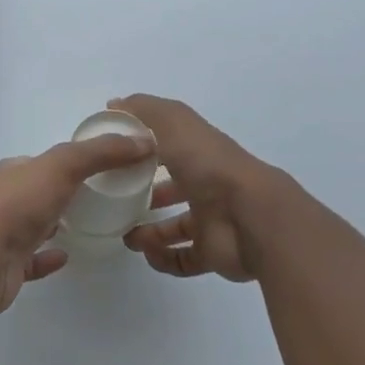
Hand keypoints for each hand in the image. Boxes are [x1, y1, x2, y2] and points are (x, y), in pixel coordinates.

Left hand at [0, 131, 155, 314]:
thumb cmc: (20, 203)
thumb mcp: (64, 165)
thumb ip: (101, 153)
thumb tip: (142, 142)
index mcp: (15, 171)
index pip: (44, 161)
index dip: (69, 161)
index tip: (100, 166)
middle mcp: (6, 199)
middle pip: (39, 192)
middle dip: (63, 192)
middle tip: (99, 198)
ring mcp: (4, 234)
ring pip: (35, 225)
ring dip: (56, 223)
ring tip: (88, 225)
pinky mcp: (7, 267)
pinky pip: (32, 260)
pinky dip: (49, 258)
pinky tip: (67, 257)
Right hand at [117, 94, 272, 281]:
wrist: (250, 216)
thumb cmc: (209, 165)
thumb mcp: (174, 125)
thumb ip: (144, 112)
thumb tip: (114, 105)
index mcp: (198, 152)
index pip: (169, 147)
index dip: (144, 149)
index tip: (116, 156)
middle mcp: (206, 184)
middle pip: (174, 188)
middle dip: (147, 194)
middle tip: (117, 201)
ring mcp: (211, 220)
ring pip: (176, 226)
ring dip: (150, 232)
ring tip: (127, 235)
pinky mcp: (212, 252)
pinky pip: (183, 259)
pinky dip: (163, 258)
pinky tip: (147, 253)